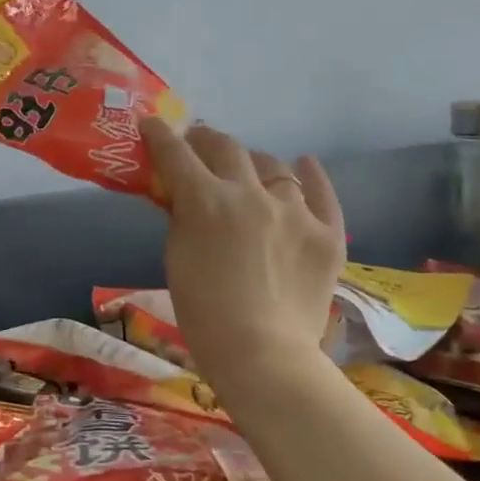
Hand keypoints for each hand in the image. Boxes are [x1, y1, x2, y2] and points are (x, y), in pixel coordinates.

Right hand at [139, 117, 345, 388]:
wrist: (262, 355)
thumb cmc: (203, 313)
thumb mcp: (176, 259)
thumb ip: (181, 218)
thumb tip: (184, 196)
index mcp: (206, 201)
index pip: (176, 153)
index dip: (159, 135)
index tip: (152, 125)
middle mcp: (250, 194)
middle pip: (226, 148)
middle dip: (205, 140)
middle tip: (197, 145)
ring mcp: (294, 211)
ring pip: (273, 165)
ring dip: (252, 162)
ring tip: (247, 169)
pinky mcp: (327, 233)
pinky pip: (321, 193)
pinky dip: (310, 175)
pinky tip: (304, 164)